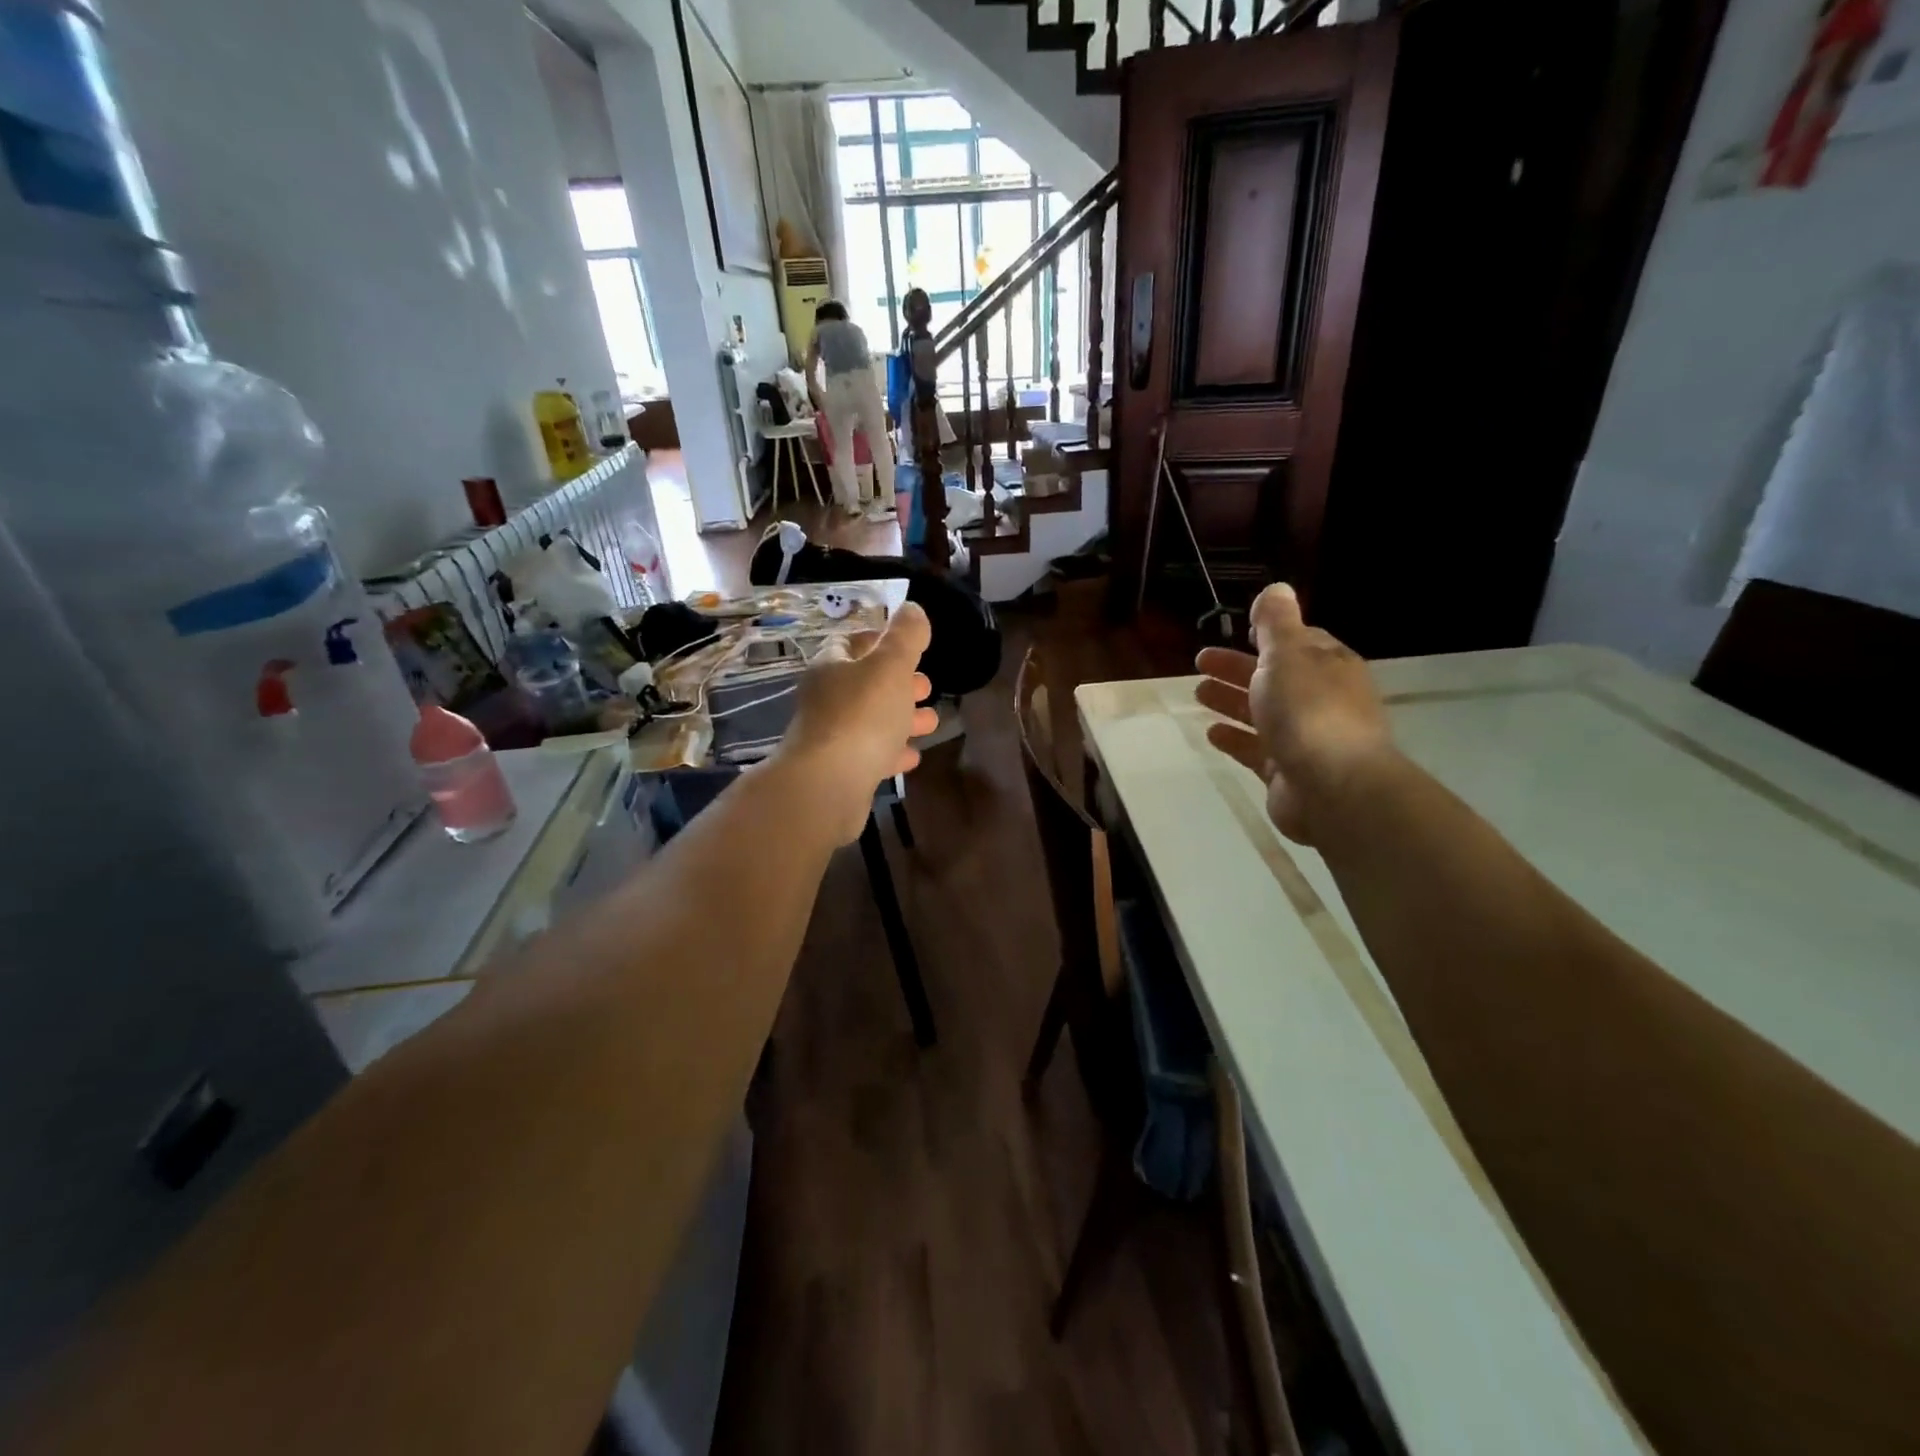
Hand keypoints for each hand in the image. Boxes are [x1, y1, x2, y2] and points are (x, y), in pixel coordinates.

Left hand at [776, 602, 937, 844]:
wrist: (828, 785)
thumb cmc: (861, 715)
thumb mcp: (891, 665)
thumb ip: (906, 636)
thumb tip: (912, 609)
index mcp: (832, 665)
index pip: (854, 642)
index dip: (882, 640)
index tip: (912, 646)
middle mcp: (827, 698)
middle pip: (866, 683)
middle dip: (899, 683)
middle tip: (926, 686)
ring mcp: (832, 737)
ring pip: (872, 721)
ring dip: (902, 719)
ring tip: (932, 722)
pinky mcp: (841, 771)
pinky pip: (871, 755)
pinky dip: (893, 752)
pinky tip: (912, 756)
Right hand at [1194, 583, 1396, 843]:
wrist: (1333, 786)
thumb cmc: (1309, 710)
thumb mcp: (1288, 654)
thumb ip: (1276, 623)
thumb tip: (1277, 589)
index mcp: (1328, 666)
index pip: (1299, 642)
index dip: (1269, 635)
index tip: (1240, 629)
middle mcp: (1320, 699)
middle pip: (1273, 677)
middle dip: (1237, 667)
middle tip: (1200, 661)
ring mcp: (1304, 737)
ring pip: (1261, 712)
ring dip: (1231, 701)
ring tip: (1198, 693)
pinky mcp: (1286, 771)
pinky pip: (1254, 748)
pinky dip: (1234, 738)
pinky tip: (1212, 733)